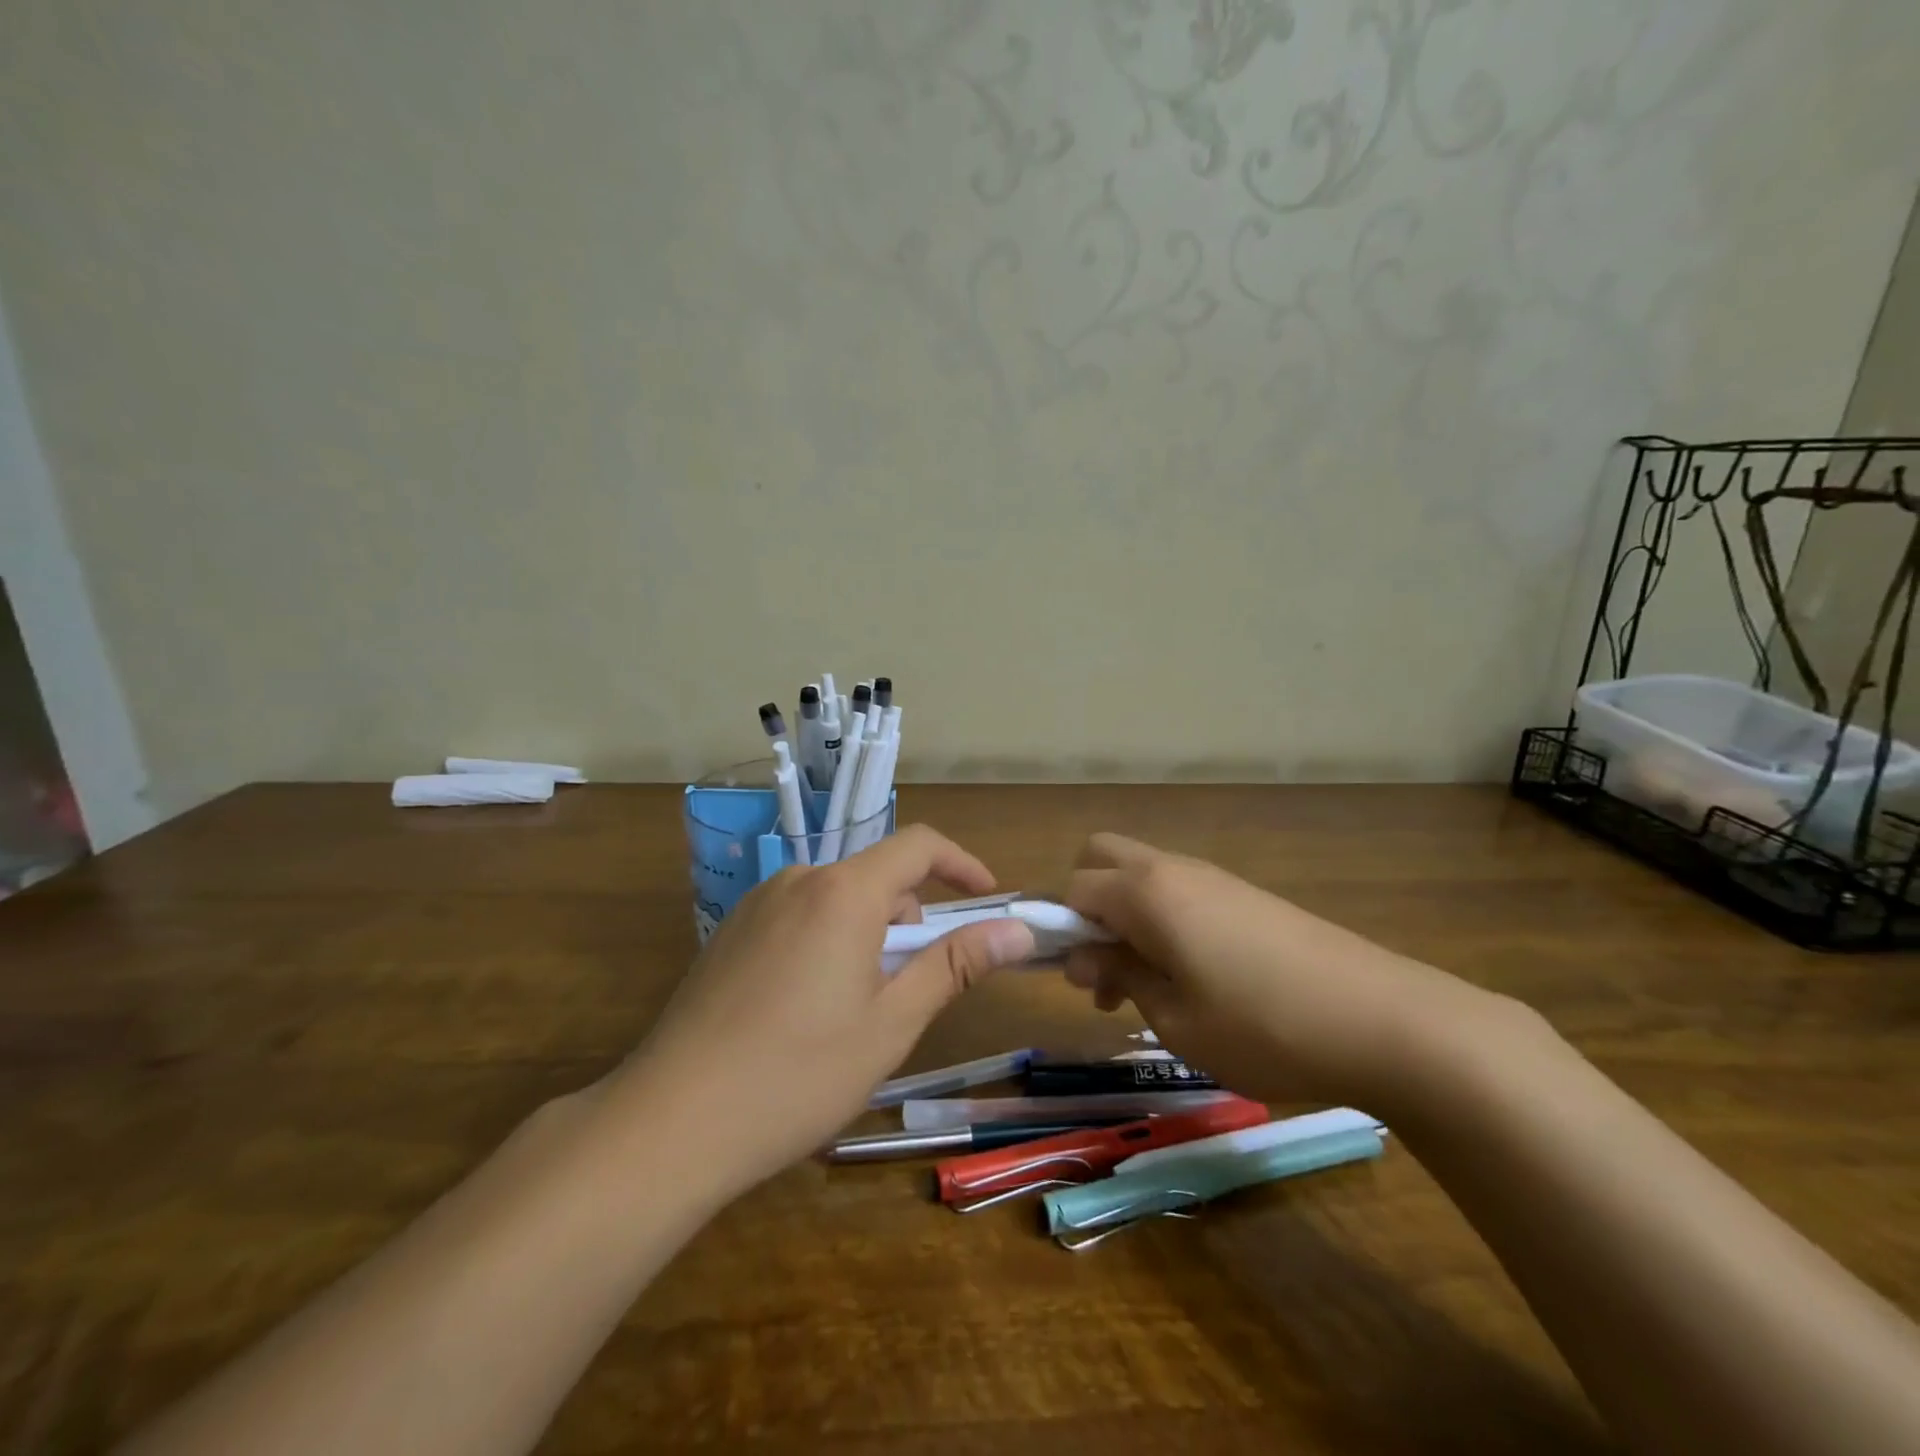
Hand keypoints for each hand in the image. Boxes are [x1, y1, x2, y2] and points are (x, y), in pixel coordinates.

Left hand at [611, 826, 1034, 1195]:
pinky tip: (807, 1010)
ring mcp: (758, 903)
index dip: (962, 865)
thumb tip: (1016, 930)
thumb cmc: (798, 1075)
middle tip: (913, 989)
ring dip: (868, 935)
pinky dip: (828, 941)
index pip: (919, 846)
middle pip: (877, 878)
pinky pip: (801, 916)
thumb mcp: (891, 1023)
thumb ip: (955, 965)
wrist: (671, 1121)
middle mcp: (799, 879)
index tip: (989, 899)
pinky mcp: (731, 931)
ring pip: (838, 900)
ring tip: (857, 1010)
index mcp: (844, 892)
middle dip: (910, 920)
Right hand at [1063, 833, 1509, 1109]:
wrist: (1384, 1020)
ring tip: (1147, 985)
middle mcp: (1173, 870)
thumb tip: (1087, 958)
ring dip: (1125, 915)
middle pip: (1102, 856)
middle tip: (1104, 965)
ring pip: (1142, 874)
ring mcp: (1214, 877)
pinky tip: (1192, 976)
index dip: (1060, 930)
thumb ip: (1121, 977)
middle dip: (1087, 903)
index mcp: (1146, 893)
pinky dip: (1163, 919)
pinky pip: (1180, 890)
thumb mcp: (1175, 1020)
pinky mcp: (1246, 894)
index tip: (1078, 980)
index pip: (1074, 888)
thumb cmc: (1263, 1027)